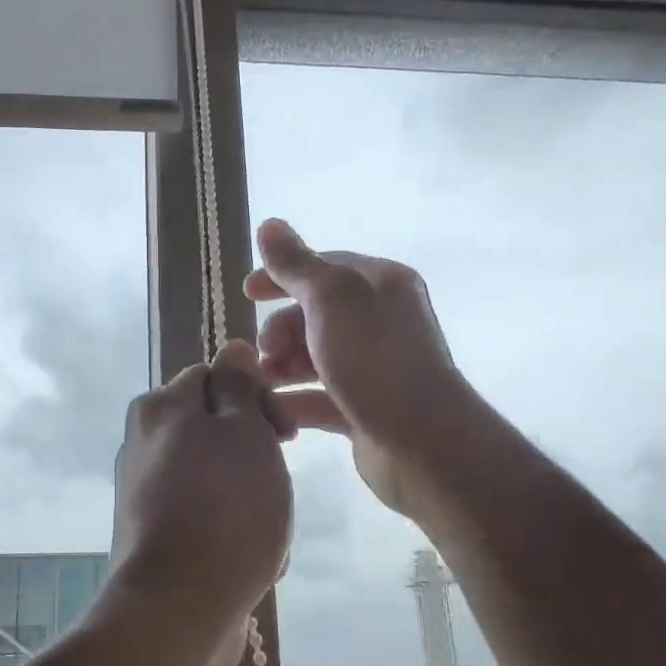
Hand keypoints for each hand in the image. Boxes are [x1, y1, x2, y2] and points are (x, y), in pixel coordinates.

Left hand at [107, 340, 293, 665]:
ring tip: (266, 535)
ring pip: (221, 481)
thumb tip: (232, 348)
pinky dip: (234, 535)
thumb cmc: (225, 511)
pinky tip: (252, 563)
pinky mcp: (156, 538)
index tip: (286, 436)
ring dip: (253, 502)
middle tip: (276, 489)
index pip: (216, 377)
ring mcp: (146, 494)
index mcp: (160, 409)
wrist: (179, 612)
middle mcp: (144, 444)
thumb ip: (238, 386)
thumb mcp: (244, 432)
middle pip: (218, 431)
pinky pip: (209, 521)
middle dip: (257, 458)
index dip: (257, 399)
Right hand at [244, 218, 481, 518]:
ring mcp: (372, 369)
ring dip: (281, 367)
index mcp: (380, 285)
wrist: (421, 441)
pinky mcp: (363, 411)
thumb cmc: (374, 359)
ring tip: (259, 384)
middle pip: (314, 315)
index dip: (281, 276)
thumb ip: (296, 265)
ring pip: (314, 359)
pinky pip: (318, 400)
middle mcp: (380, 322)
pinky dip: (292, 402)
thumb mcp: (331, 298)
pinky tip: (268, 411)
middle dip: (280, 329)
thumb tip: (269, 225)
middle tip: (261, 352)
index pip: (324, 268)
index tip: (245, 293)